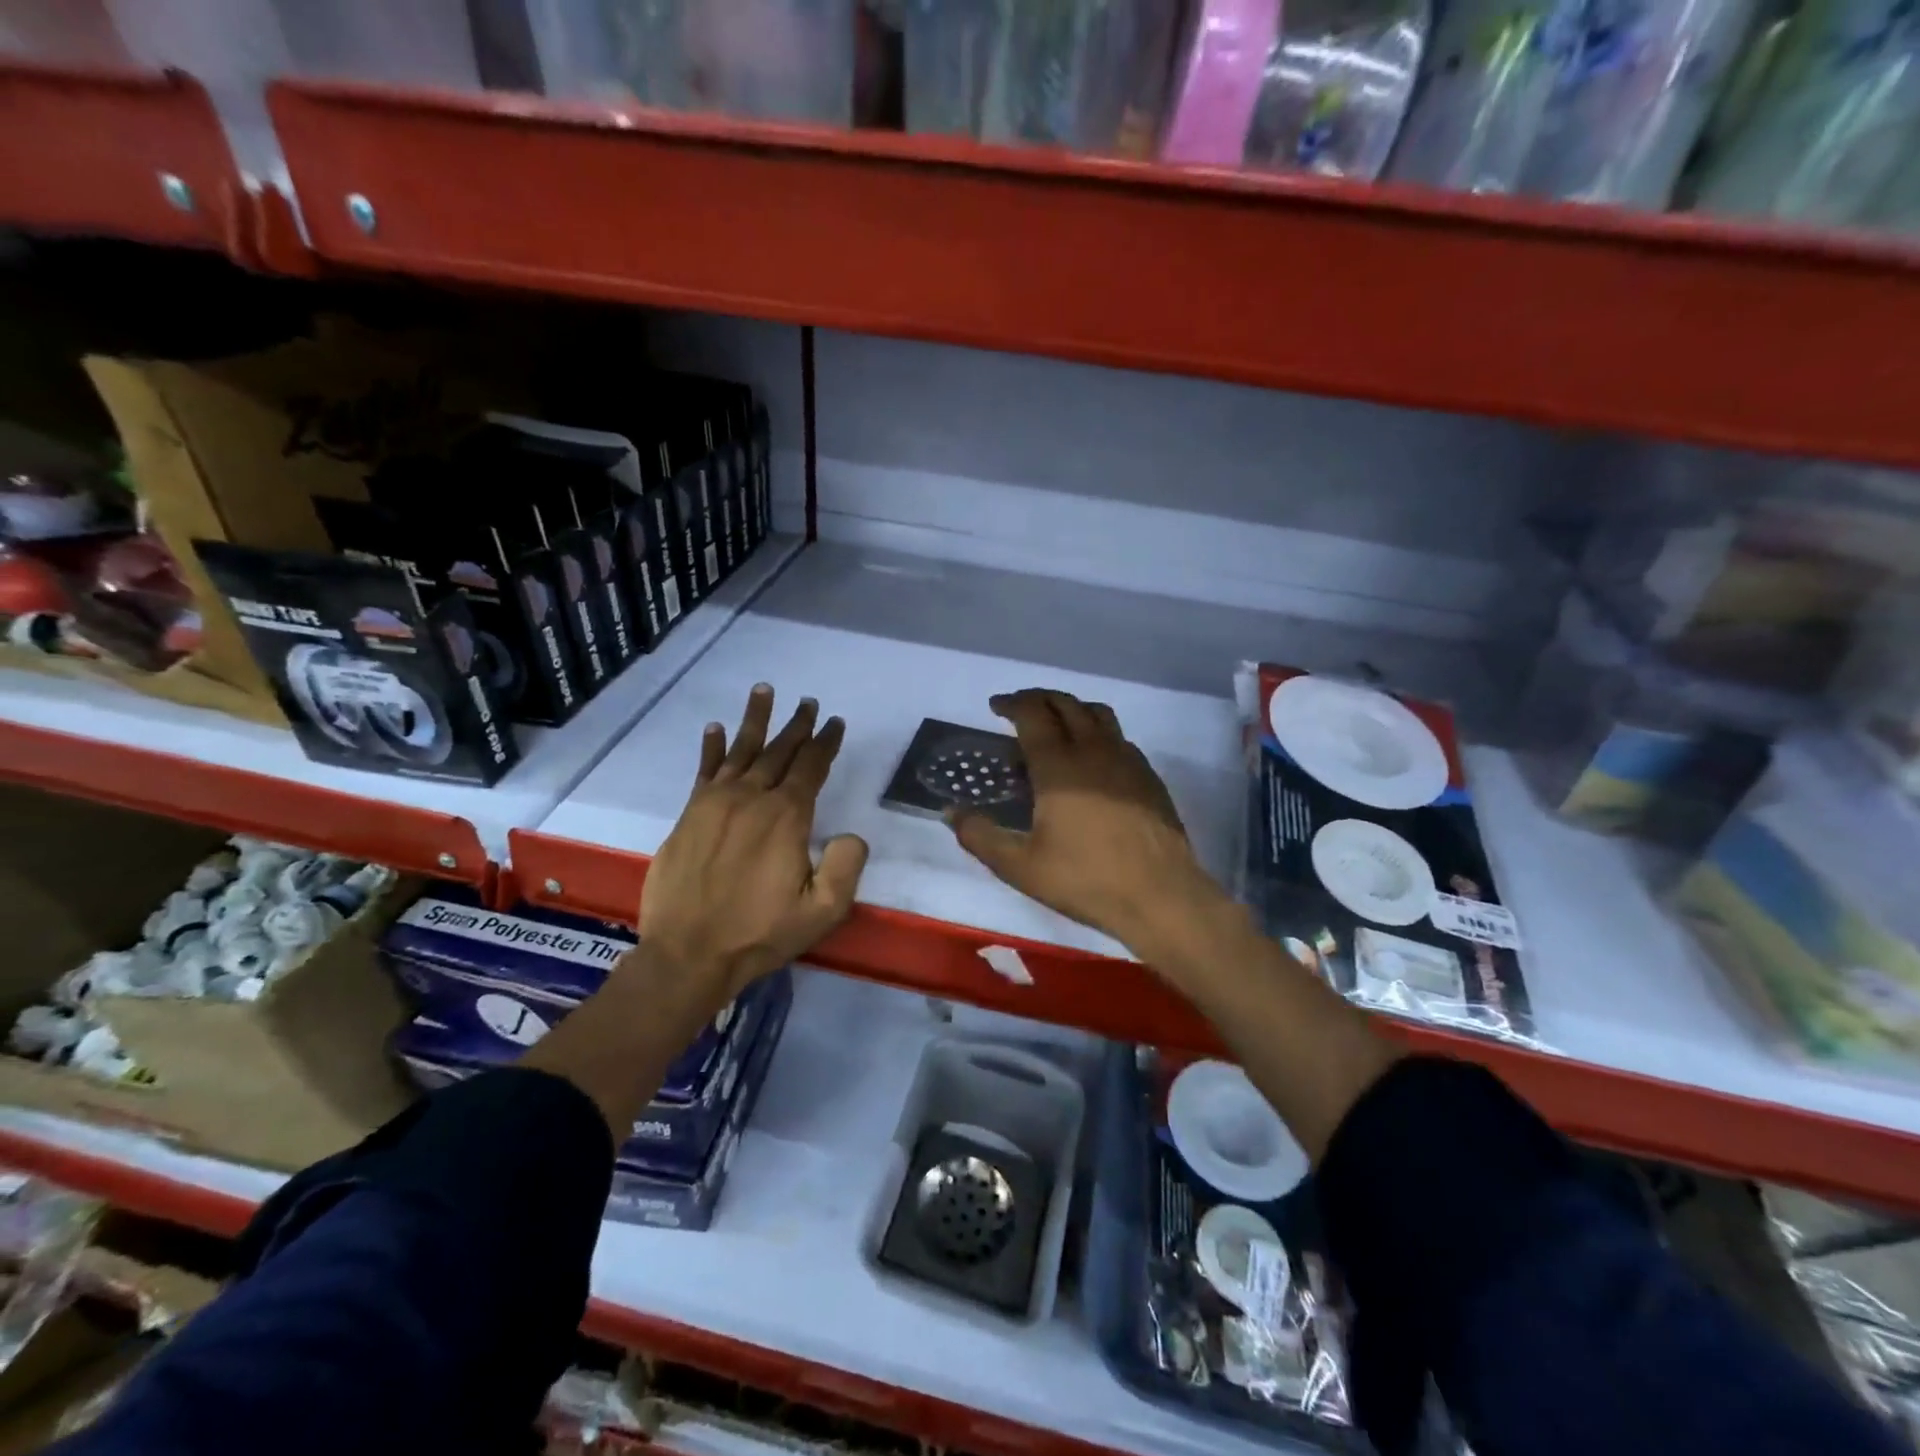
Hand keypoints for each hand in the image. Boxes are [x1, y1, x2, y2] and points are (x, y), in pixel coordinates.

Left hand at [639, 684, 868, 1003]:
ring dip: (755, 720)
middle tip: (807, 703)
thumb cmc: (760, 933)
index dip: (825, 743)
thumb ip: (846, 867)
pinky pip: (704, 770)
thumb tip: (852, 834)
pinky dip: (711, 747)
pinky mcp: (690, 815)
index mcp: (786, 818)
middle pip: (778, 751)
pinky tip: (715, 728)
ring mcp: (716, 804)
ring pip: (740, 750)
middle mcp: (752, 799)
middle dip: (797, 726)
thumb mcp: (822, 911)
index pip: (811, 767)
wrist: (688, 953)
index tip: (835, 723)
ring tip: (764, 691)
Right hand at [948, 689, 1227, 960]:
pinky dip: (1097, 732)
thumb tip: (951, 811)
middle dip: (1039, 698)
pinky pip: (1119, 737)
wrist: (1161, 896)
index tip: (995, 706)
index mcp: (1059, 766)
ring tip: (1056, 724)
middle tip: (1019, 708)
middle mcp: (1094, 750)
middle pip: (1066, 704)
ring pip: (1098, 713)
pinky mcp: (1149, 776)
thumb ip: (980, 836)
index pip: (1033, 714)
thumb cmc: (1086, 879)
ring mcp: (1127, 760)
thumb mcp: (1020, 866)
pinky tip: (1092, 759)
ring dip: (1071, 708)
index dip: (1012, 703)